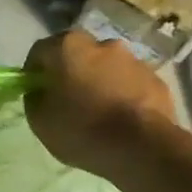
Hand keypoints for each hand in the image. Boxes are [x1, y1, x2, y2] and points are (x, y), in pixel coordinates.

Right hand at [24, 31, 176, 179]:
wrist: (143, 148)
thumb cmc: (83, 129)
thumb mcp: (40, 121)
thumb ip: (35, 99)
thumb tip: (41, 92)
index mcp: (67, 46)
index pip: (40, 51)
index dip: (34, 71)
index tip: (36, 92)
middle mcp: (101, 43)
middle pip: (77, 55)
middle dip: (71, 73)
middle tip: (68, 101)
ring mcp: (134, 60)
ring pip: (107, 68)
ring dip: (100, 83)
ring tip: (100, 113)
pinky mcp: (157, 80)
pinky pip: (132, 84)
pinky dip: (124, 95)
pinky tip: (123, 121)